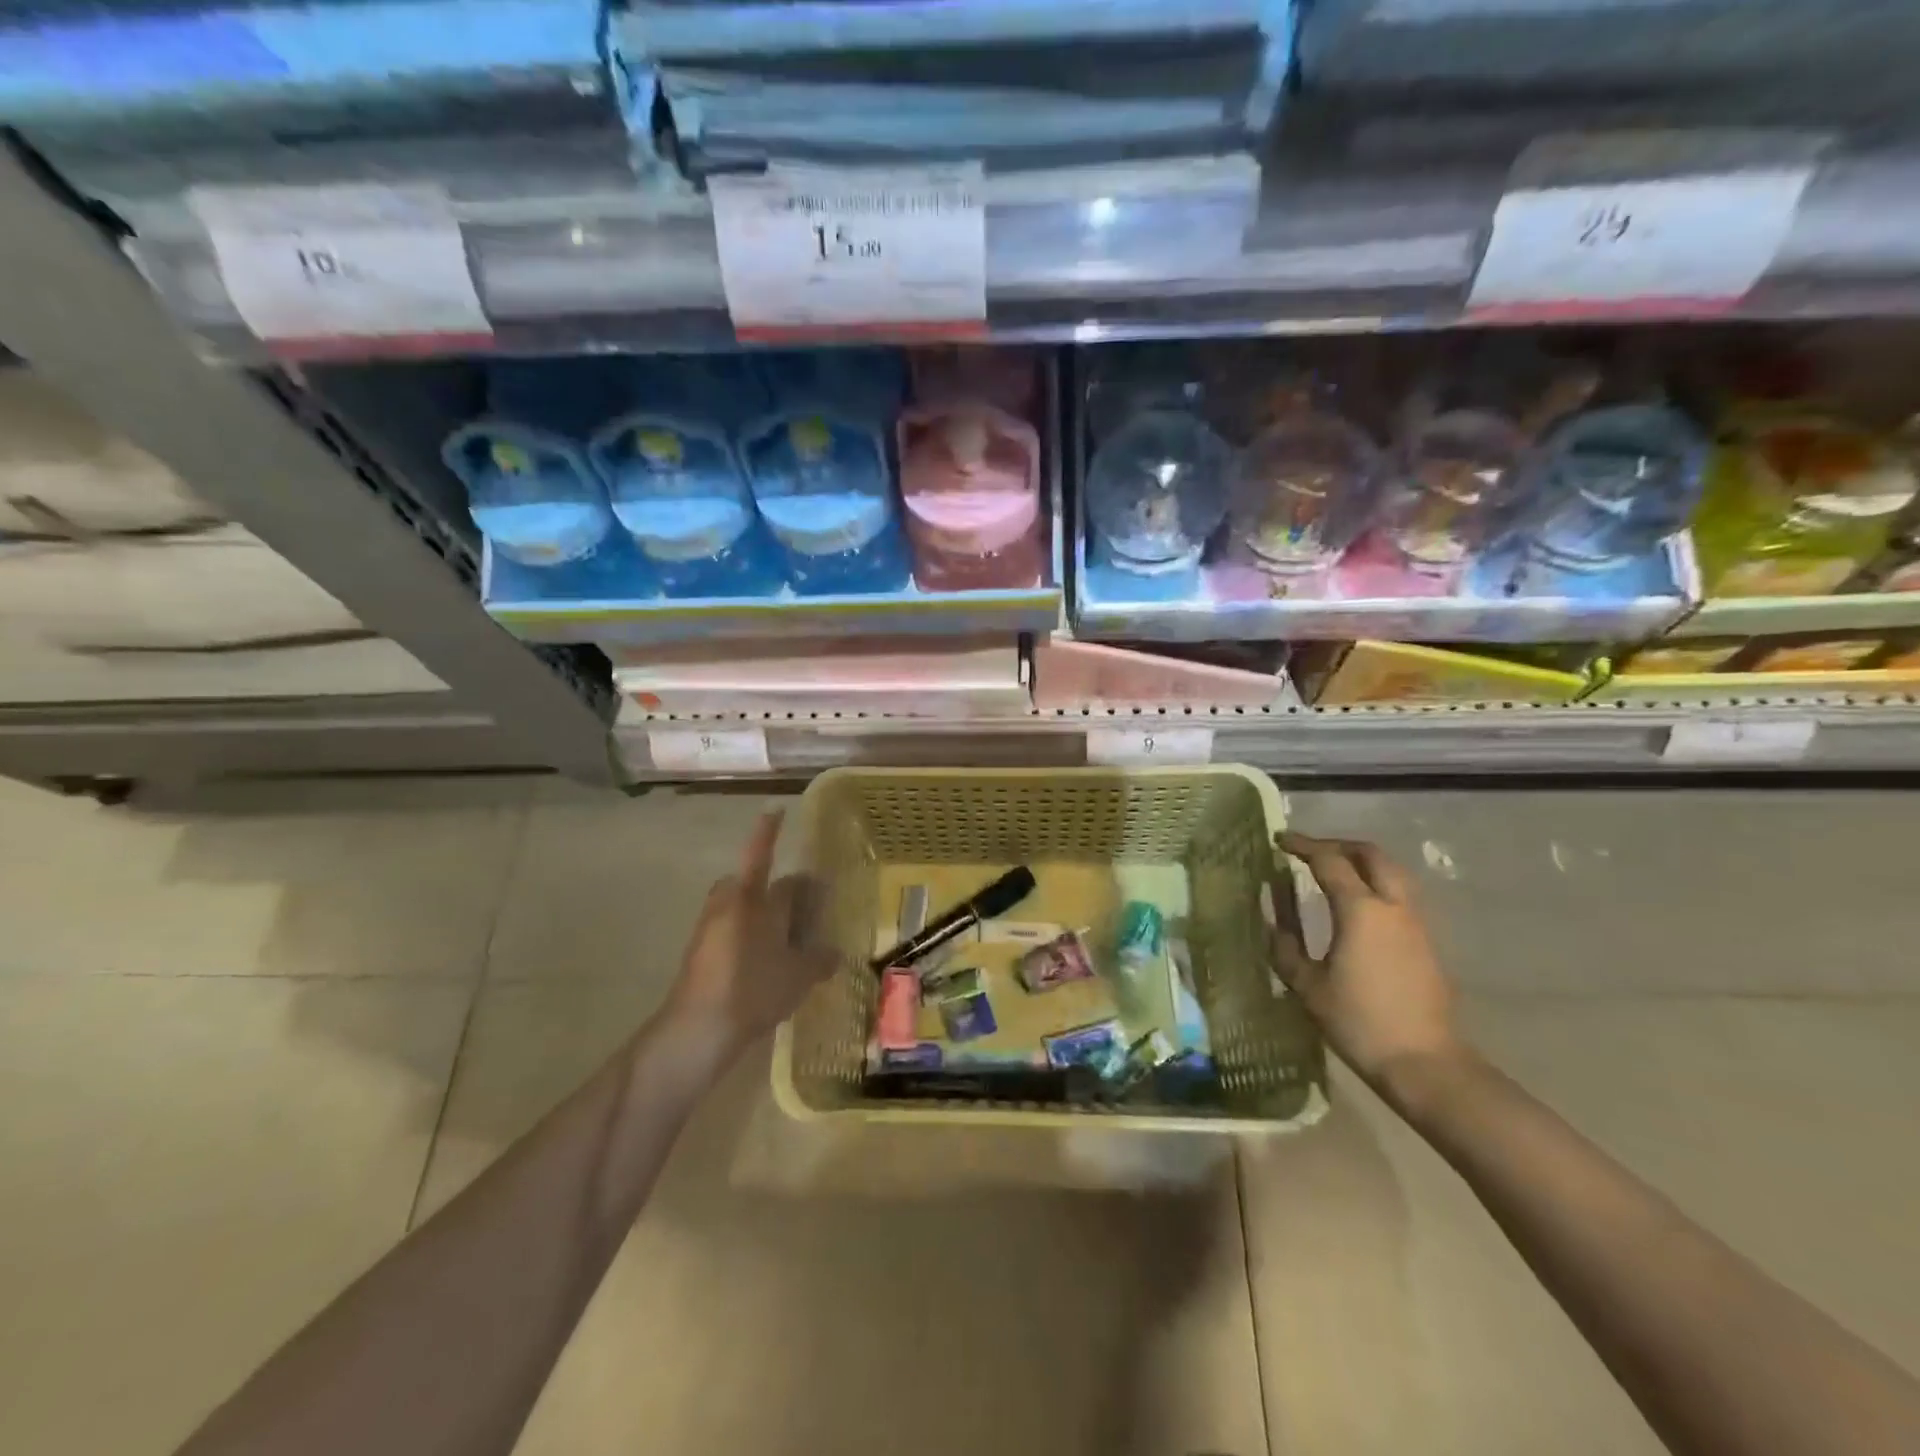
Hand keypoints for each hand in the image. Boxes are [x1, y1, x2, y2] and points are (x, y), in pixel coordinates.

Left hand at [665, 809, 835, 1058]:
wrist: (697, 1028)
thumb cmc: (754, 989)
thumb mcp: (799, 975)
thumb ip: (820, 959)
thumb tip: (833, 952)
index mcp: (753, 899)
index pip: (764, 855)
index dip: (769, 832)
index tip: (774, 809)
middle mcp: (728, 904)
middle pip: (752, 882)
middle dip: (775, 887)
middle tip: (804, 905)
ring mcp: (710, 928)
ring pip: (741, 908)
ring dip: (762, 914)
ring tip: (789, 937)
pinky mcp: (700, 952)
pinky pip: (732, 930)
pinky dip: (750, 936)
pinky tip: (767, 962)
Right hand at [1271, 831, 1461, 1090]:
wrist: (1425, 1063)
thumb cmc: (1359, 1022)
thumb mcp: (1308, 986)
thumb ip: (1286, 948)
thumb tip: (1273, 922)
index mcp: (1361, 910)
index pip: (1329, 861)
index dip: (1303, 846)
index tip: (1280, 840)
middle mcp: (1393, 907)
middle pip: (1372, 855)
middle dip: (1339, 845)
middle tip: (1311, 851)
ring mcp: (1415, 924)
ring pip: (1392, 873)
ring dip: (1362, 863)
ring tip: (1334, 872)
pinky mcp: (1426, 943)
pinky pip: (1400, 896)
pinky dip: (1376, 885)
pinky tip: (1357, 906)